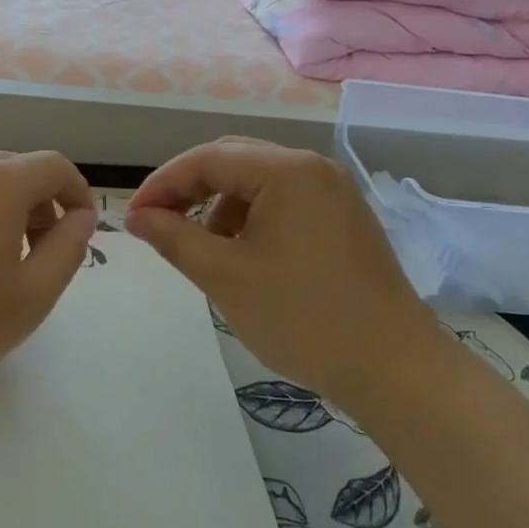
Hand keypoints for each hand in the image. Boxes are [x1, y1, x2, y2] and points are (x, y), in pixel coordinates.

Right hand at [126, 138, 437, 404]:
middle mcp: (313, 168)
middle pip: (233, 160)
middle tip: (158, 224)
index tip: (133, 217)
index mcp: (287, 171)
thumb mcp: (226, 277)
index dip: (163, 184)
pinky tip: (243, 254)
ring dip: (220, 204)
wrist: (394, 369)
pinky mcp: (344, 217)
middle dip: (189, 190)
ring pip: (258, 181)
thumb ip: (174, 238)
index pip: (207, 159)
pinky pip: (284, 200)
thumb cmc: (303, 318)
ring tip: (202, 247)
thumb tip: (137, 217)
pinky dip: (251, 218)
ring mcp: (334, 192)